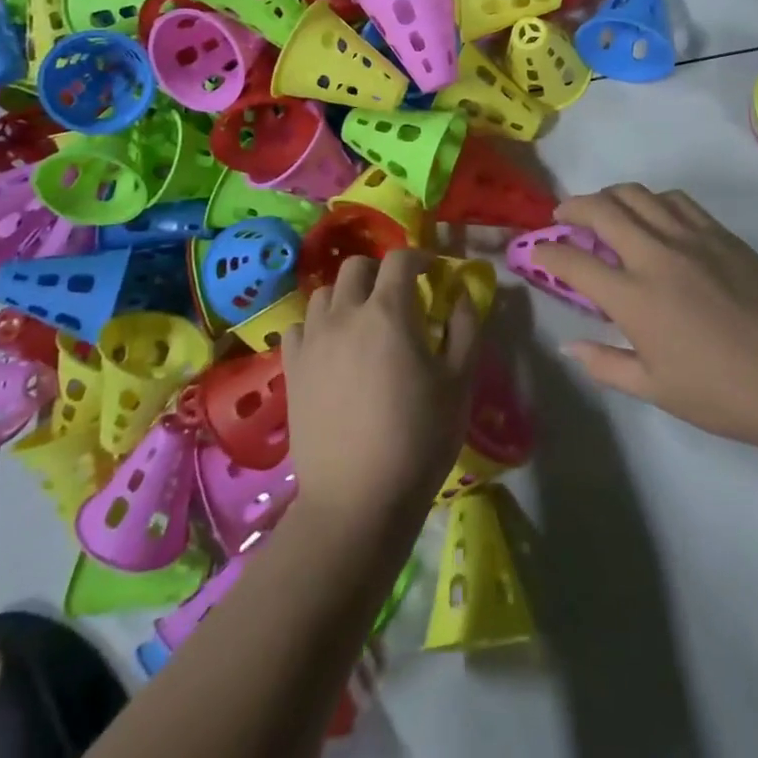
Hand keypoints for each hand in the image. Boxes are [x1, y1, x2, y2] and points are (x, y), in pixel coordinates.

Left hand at [282, 250, 479, 538]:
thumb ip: (465, 328)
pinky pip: (298, 327)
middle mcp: (345, 314)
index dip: (419, 258)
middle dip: (380, 272)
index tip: (431, 273)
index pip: (399, 259)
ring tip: (362, 321)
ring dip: (347, 295)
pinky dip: (316, 325)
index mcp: (388, 311)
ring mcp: (312, 341)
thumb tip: (462, 295)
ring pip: (324, 293)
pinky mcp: (292, 370)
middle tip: (398, 297)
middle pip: (356, 267)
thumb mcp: (459, 382)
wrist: (358, 500)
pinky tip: (330, 347)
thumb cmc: (419, 438)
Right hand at [535, 184, 757, 451]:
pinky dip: (653, 200)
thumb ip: (605, 363)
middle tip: (563, 216)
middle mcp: (656, 255)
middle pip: (602, 210)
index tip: (538, 251)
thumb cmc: (720, 392)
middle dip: (572, 207)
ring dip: (611, 196)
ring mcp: (691, 237)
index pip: (573, 261)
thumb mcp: (654, 388)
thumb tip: (569, 345)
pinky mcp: (720, 233)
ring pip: (639, 194)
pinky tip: (653, 214)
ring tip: (604, 209)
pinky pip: (677, 200)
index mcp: (634, 297)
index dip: (547, 253)